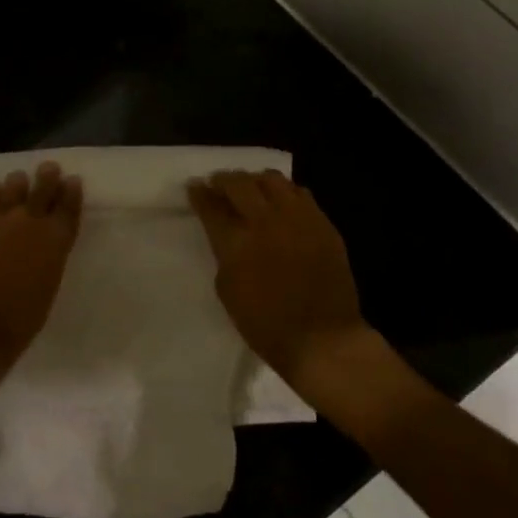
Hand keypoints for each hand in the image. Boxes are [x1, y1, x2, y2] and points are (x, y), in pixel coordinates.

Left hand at [0, 162, 83, 377]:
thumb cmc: (20, 320)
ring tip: (17, 179)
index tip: (72, 180)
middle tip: (48, 167)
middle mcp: (28, 221)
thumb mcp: (48, 285)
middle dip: (47, 176)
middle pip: (41, 189)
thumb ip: (49, 257)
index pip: (68, 206)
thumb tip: (44, 244)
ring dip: (15, 183)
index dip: (71, 191)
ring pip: (9, 188)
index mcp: (55, 239)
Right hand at [188, 170, 368, 384]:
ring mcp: (298, 218)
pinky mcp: (323, 223)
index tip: (194, 187)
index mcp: (236, 242)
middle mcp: (265, 221)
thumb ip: (224, 254)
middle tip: (217, 184)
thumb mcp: (228, 290)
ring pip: (272, 179)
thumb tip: (227, 234)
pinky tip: (281, 203)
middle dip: (223, 180)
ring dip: (255, 181)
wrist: (322, 339)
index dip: (199, 193)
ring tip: (251, 189)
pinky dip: (285, 192)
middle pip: (239, 183)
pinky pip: (301, 193)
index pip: (211, 205)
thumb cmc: (266, 324)